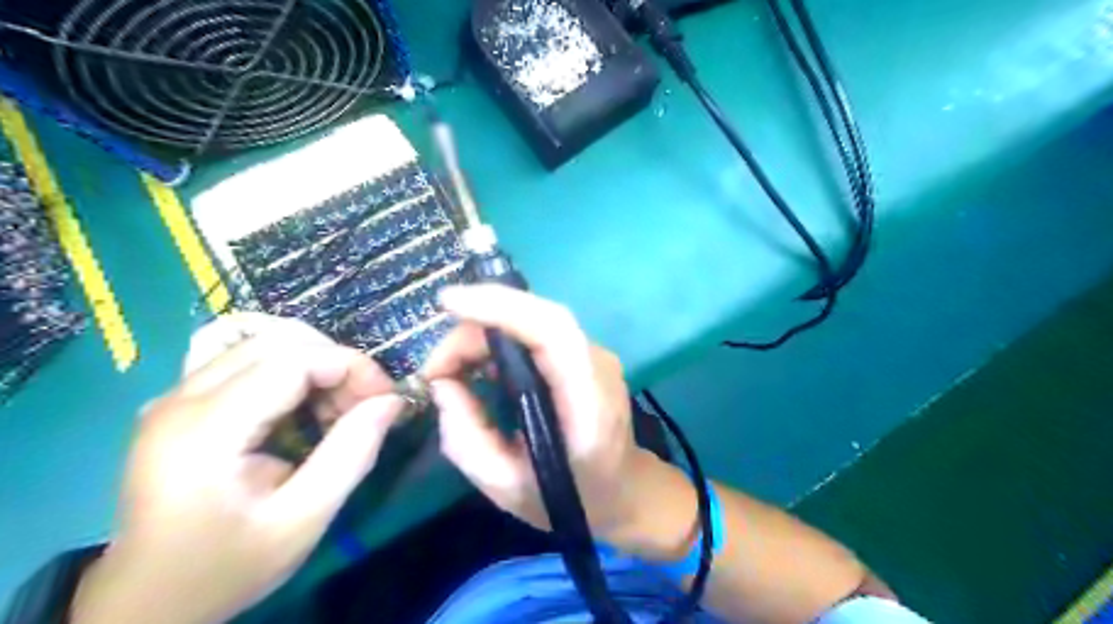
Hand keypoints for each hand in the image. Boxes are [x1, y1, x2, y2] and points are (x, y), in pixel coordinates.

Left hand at [74, 313, 406, 623]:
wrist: (148, 600)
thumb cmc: (228, 565)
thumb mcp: (303, 520)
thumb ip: (351, 454)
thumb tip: (392, 401)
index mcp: (206, 429)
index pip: (293, 359)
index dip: (351, 366)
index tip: (386, 398)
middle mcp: (181, 398)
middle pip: (278, 340)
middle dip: (336, 362)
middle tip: (364, 404)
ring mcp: (175, 396)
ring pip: (263, 342)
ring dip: (315, 363)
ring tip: (338, 408)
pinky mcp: (181, 402)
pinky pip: (246, 359)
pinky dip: (290, 370)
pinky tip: (304, 406)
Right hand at [422, 285, 693, 553]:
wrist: (625, 491)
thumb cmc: (572, 498)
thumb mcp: (507, 488)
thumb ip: (467, 440)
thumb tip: (442, 385)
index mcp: (589, 401)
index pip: (553, 330)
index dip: (502, 307)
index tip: (448, 304)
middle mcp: (597, 365)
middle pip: (537, 319)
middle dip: (476, 329)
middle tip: (435, 368)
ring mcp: (594, 355)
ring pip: (534, 320)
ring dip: (484, 334)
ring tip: (449, 368)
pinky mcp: (582, 355)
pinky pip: (536, 333)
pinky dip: (499, 339)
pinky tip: (477, 364)